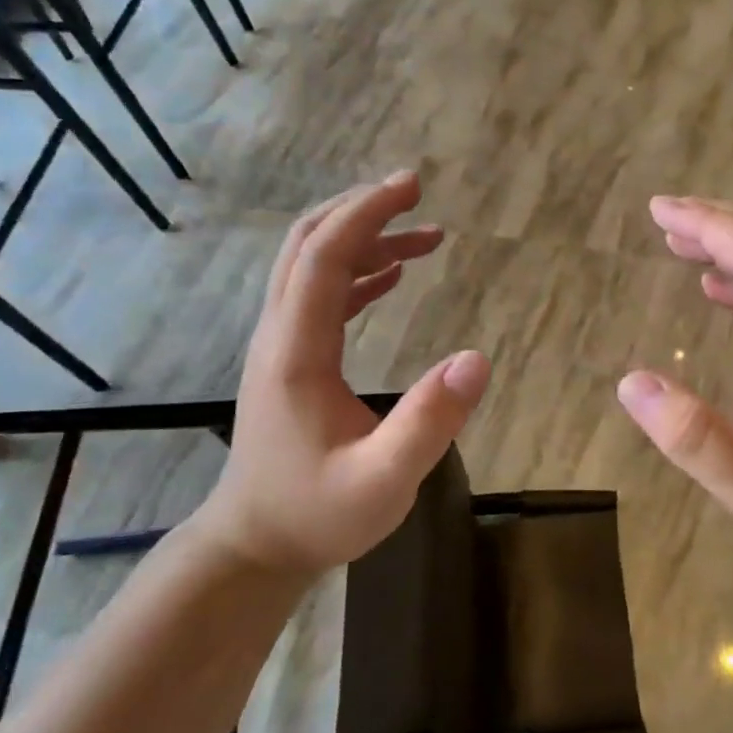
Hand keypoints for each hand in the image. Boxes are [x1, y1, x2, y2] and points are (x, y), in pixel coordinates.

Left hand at [202, 172, 490, 573]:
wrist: (254, 545)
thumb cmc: (316, 515)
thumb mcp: (384, 481)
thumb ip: (430, 422)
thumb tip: (477, 359)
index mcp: (296, 352)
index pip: (324, 258)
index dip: (366, 215)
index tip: (411, 186)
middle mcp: (279, 336)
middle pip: (306, 245)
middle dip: (360, 209)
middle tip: (413, 190)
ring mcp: (280, 346)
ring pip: (310, 265)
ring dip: (363, 239)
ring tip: (425, 234)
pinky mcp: (291, 360)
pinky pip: (319, 295)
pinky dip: (357, 272)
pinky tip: (394, 274)